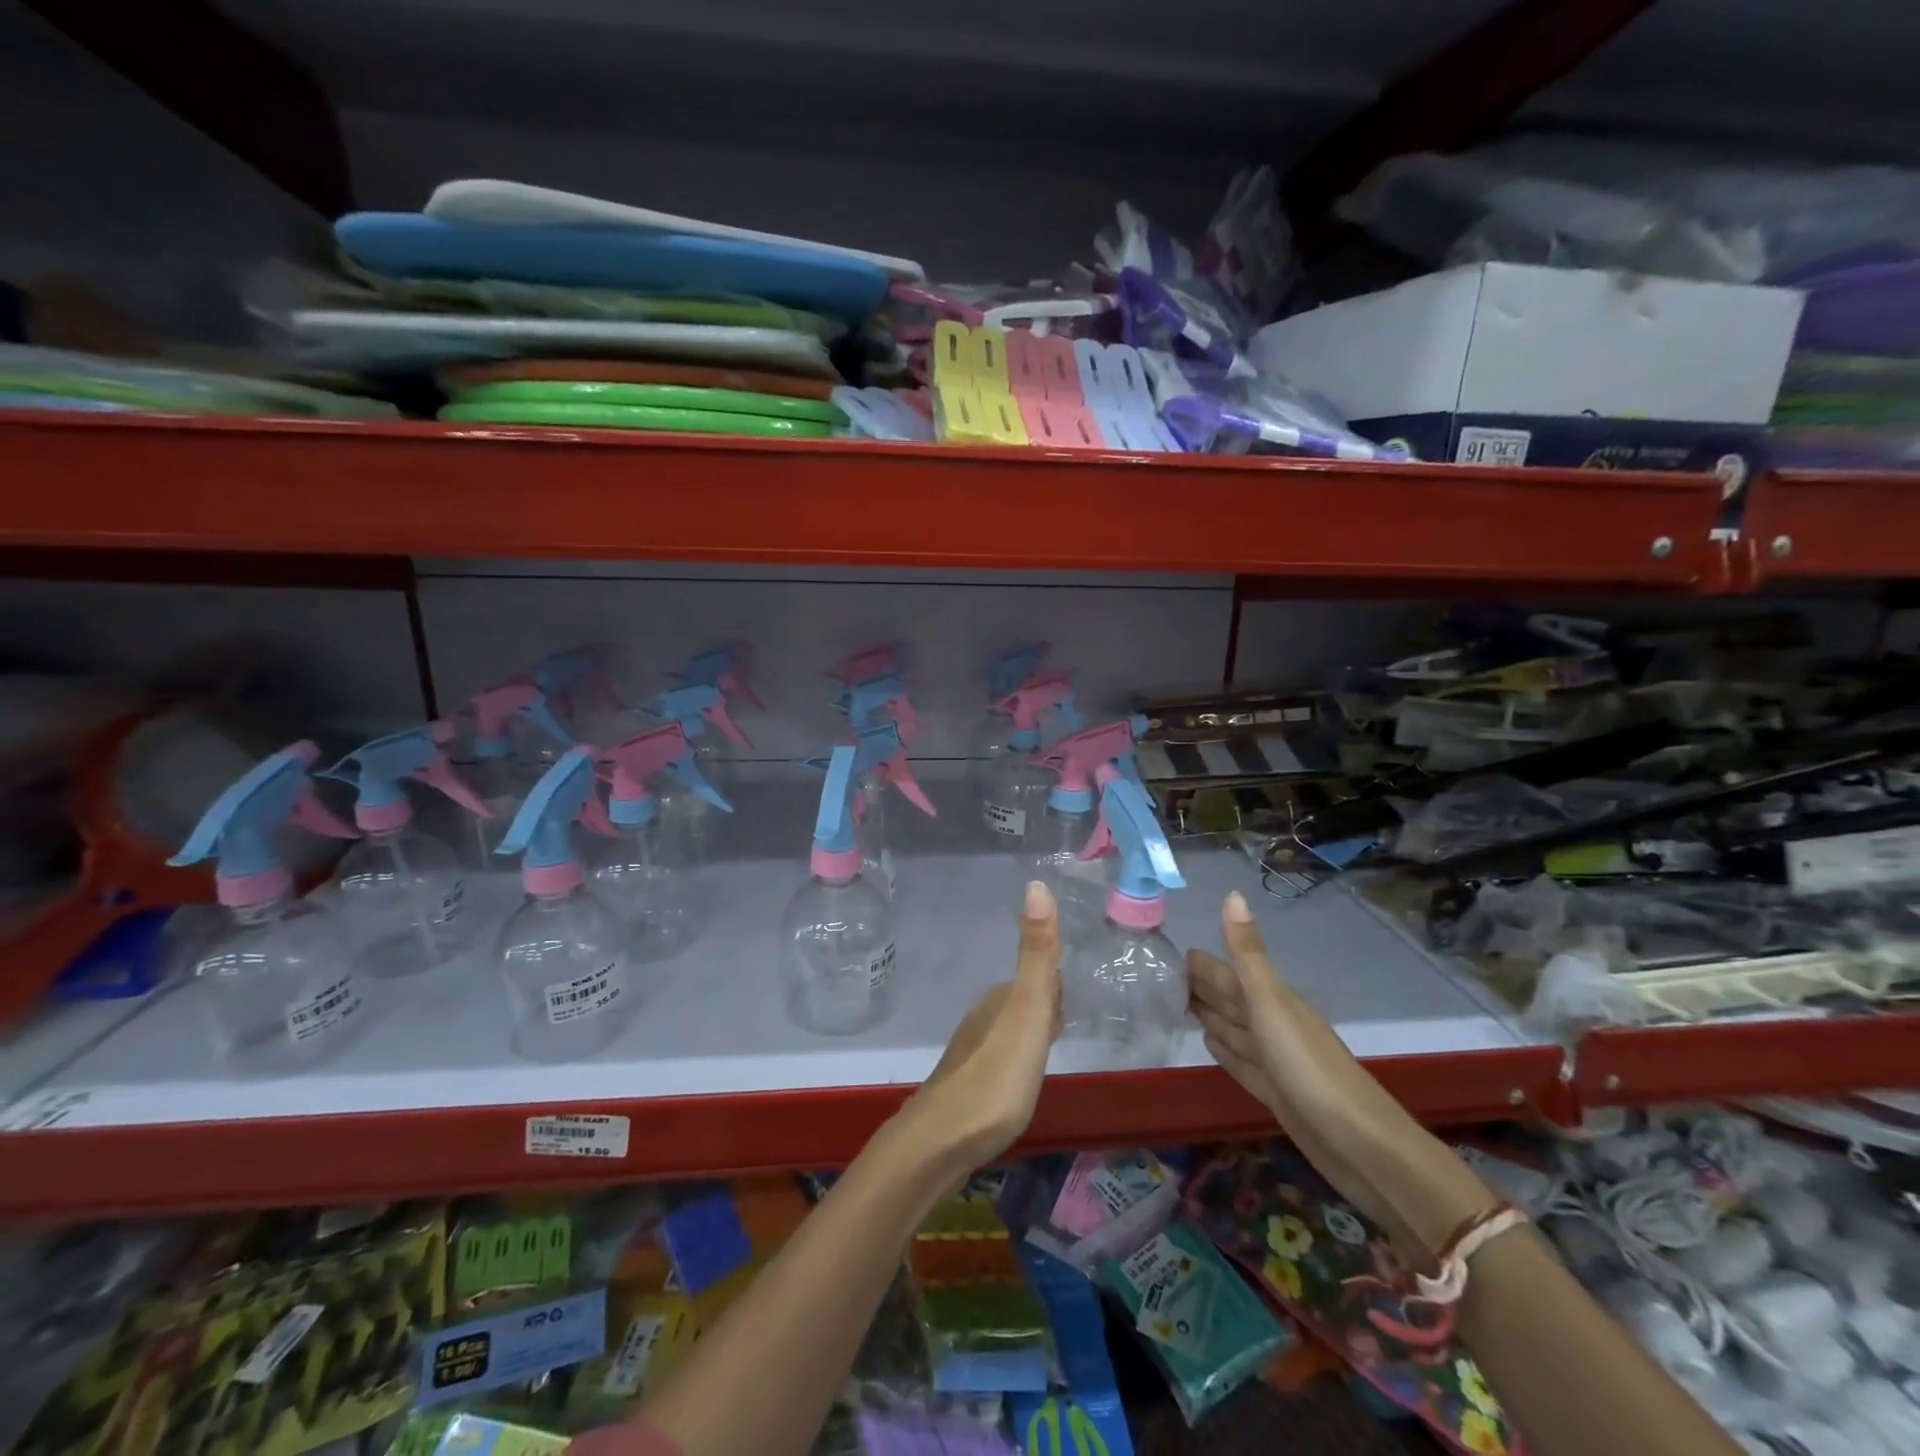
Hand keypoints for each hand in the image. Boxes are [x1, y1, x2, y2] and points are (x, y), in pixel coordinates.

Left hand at [900, 880, 1062, 1173]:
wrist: (942, 1140)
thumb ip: (1036, 954)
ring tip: (1048, 1052)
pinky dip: (1015, 1061)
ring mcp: (971, 1052)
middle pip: (1023, 1002)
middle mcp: (983, 1018)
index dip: (1056, 986)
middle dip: (1045, 1007)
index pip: (1038, 978)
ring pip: (1009, 1030)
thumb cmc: (996, 1076)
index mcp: (1001, 999)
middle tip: (1066, 1023)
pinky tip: (1019, 1083)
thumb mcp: (1028, 1012)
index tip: (1073, 999)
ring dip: (1029, 1034)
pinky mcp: (966, 1085)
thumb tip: (1035, 884)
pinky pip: (999, 1058)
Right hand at [1188, 891, 1493, 1259]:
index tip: (1162, 951)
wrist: (1360, 1145)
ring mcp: (1274, 1058)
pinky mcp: (1274, 1091)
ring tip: (1176, 1003)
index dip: (1197, 962)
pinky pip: (1240, 1061)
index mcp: (1271, 999)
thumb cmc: (1309, 1067)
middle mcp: (1272, 1023)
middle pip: (1228, 997)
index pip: (1225, 971)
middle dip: (1198, 985)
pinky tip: (1208, 1043)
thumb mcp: (1271, 1003)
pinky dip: (1223, 1049)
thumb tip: (1232, 894)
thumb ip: (1248, 953)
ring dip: (1208, 1014)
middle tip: (1157, 976)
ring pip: (1232, 1027)